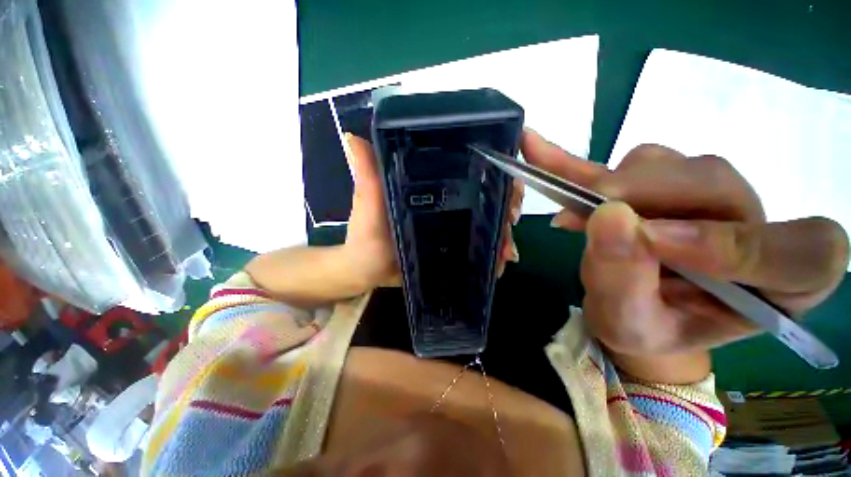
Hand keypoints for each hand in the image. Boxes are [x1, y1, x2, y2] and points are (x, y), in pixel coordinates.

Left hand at [342, 134, 522, 290]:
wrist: (367, 271)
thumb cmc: (366, 236)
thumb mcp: (367, 203)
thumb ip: (367, 175)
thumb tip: (354, 136)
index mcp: (429, 189)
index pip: (466, 173)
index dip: (491, 172)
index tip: (508, 182)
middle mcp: (445, 205)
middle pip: (483, 200)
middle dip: (504, 208)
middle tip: (511, 222)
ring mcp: (451, 229)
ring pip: (484, 226)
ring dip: (501, 236)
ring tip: (507, 252)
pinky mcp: (452, 249)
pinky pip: (476, 250)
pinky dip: (491, 256)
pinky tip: (500, 264)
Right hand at [523, 130, 848, 380]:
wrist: (625, 306)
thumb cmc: (639, 328)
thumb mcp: (629, 324)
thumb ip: (625, 282)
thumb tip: (609, 217)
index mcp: (778, 285)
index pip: (803, 254)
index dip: (738, 245)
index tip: (656, 243)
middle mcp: (753, 225)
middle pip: (715, 184)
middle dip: (645, 196)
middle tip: (588, 216)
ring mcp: (706, 193)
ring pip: (667, 164)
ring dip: (611, 186)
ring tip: (573, 217)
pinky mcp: (658, 179)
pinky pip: (622, 162)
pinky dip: (579, 160)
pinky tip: (539, 148)